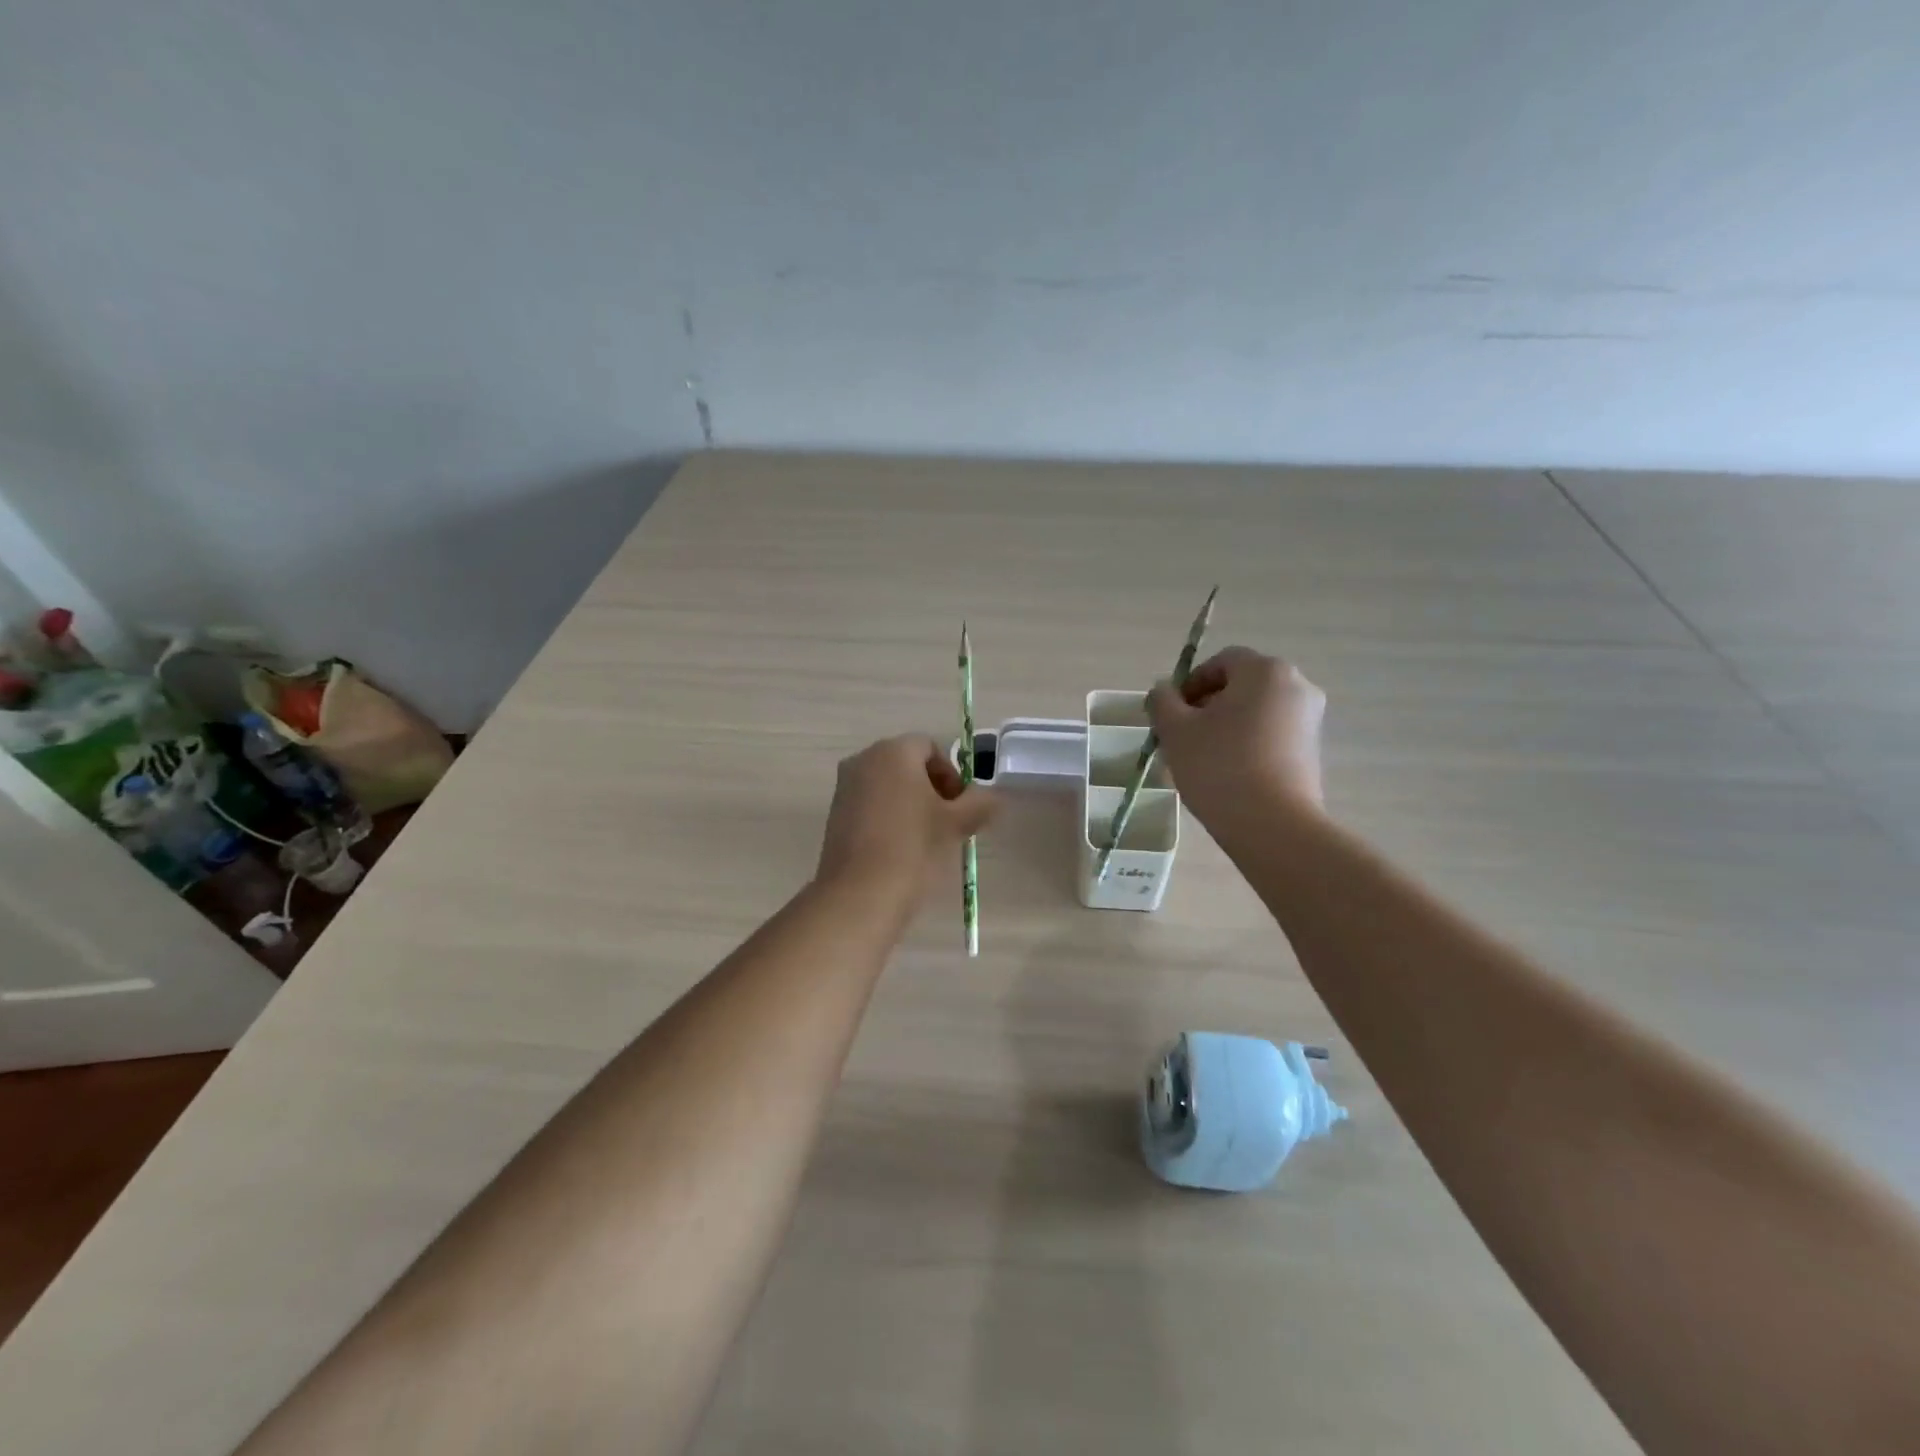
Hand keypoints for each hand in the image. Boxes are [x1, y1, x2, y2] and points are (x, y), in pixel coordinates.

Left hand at [816, 735, 997, 893]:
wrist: (860, 894)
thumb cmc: (913, 848)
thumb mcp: (957, 824)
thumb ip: (980, 803)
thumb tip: (992, 797)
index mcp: (893, 751)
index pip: (930, 748)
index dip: (951, 774)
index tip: (961, 807)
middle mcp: (863, 760)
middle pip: (907, 764)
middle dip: (932, 788)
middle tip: (949, 822)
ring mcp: (845, 787)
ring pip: (888, 785)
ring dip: (911, 803)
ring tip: (926, 839)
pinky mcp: (835, 814)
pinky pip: (870, 804)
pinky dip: (889, 817)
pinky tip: (900, 848)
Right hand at [1147, 647, 1326, 823]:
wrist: (1273, 826)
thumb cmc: (1220, 766)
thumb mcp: (1176, 731)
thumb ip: (1163, 701)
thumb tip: (1163, 690)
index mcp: (1265, 671)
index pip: (1221, 662)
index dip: (1190, 683)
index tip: (1171, 713)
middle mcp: (1296, 686)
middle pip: (1240, 685)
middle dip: (1207, 706)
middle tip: (1182, 736)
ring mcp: (1310, 719)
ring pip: (1255, 711)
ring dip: (1226, 725)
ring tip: (1202, 758)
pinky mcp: (1312, 750)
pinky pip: (1271, 734)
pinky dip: (1247, 743)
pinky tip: (1227, 772)